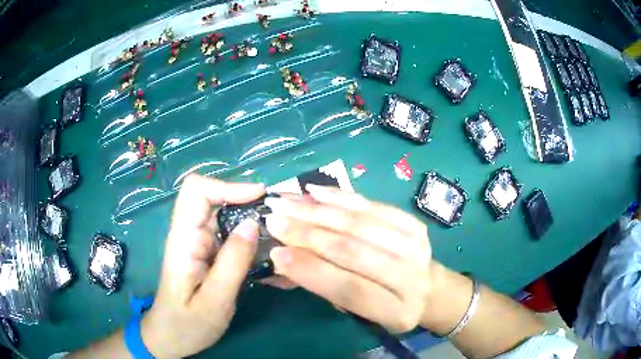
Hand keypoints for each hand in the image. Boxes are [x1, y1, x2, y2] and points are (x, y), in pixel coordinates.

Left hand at [141, 175, 264, 357]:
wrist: (171, 337)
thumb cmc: (187, 324)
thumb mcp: (215, 300)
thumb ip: (233, 262)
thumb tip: (254, 222)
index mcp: (184, 240)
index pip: (197, 191)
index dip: (228, 186)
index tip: (260, 197)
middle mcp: (189, 234)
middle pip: (213, 197)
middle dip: (246, 199)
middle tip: (277, 215)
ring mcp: (198, 242)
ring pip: (224, 213)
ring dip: (250, 216)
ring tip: (278, 231)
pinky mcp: (207, 252)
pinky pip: (229, 232)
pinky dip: (249, 234)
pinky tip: (266, 249)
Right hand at [264, 185, 431, 332]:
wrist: (430, 288)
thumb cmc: (388, 307)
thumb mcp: (360, 313)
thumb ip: (325, 289)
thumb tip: (282, 262)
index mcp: (395, 311)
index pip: (349, 289)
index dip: (311, 271)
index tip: (276, 254)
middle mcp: (409, 276)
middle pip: (352, 251)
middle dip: (307, 234)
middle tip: (272, 219)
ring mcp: (415, 245)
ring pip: (358, 223)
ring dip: (316, 211)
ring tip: (285, 201)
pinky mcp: (413, 223)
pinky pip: (371, 205)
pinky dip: (340, 196)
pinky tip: (313, 190)